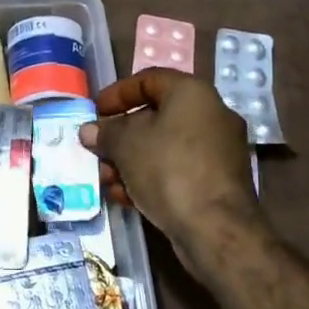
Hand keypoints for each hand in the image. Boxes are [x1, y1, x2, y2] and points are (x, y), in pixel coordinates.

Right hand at [80, 69, 266, 275]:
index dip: (117, 93)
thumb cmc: (168, 169)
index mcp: (192, 93)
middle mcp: (211, 114)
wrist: (215, 228)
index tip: (96, 112)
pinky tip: (126, 197)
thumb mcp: (126, 145)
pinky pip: (177, 169)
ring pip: (164, 147)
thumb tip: (90, 131)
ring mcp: (218, 150)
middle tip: (98, 150)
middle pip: (155, 117)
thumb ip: (105, 133)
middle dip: (120, 136)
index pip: (149, 80)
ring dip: (130, 161)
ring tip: (106, 180)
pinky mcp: (218, 182)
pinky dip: (151, 177)